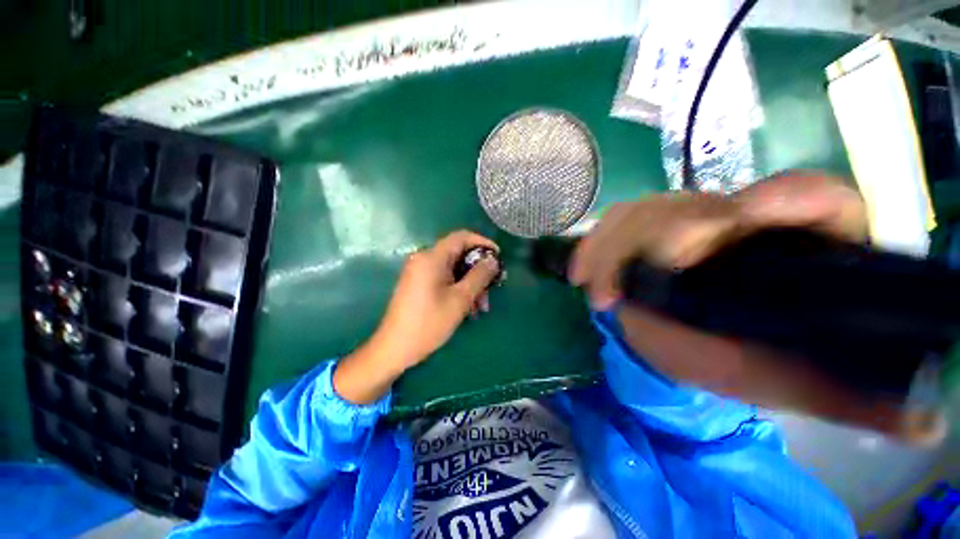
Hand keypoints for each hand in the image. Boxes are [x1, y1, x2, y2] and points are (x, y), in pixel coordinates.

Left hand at [333, 230, 500, 403]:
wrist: (394, 348)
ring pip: (453, 268)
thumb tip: (493, 260)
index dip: (482, 242)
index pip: (461, 237)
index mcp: (431, 258)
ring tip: (481, 306)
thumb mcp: (460, 299)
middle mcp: (424, 259)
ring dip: (470, 283)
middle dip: (477, 269)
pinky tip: (468, 307)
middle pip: (458, 254)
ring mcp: (419, 271)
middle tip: (492, 287)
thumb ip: (479, 276)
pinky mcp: (418, 283)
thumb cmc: (429, 323)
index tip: (498, 256)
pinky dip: (458, 287)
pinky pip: (444, 278)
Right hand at [571, 172, 944, 444]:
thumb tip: (927, 421)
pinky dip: (591, 248)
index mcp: (796, 246)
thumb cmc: (744, 358)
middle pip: (704, 205)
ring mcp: (679, 222)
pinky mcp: (639, 232)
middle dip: (672, 231)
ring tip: (598, 292)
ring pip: (645, 212)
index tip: (754, 212)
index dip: (793, 197)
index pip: (816, 200)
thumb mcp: (800, 380)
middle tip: (648, 272)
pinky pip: (610, 227)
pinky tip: (578, 274)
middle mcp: (735, 222)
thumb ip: (856, 397)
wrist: (686, 340)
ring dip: (616, 247)